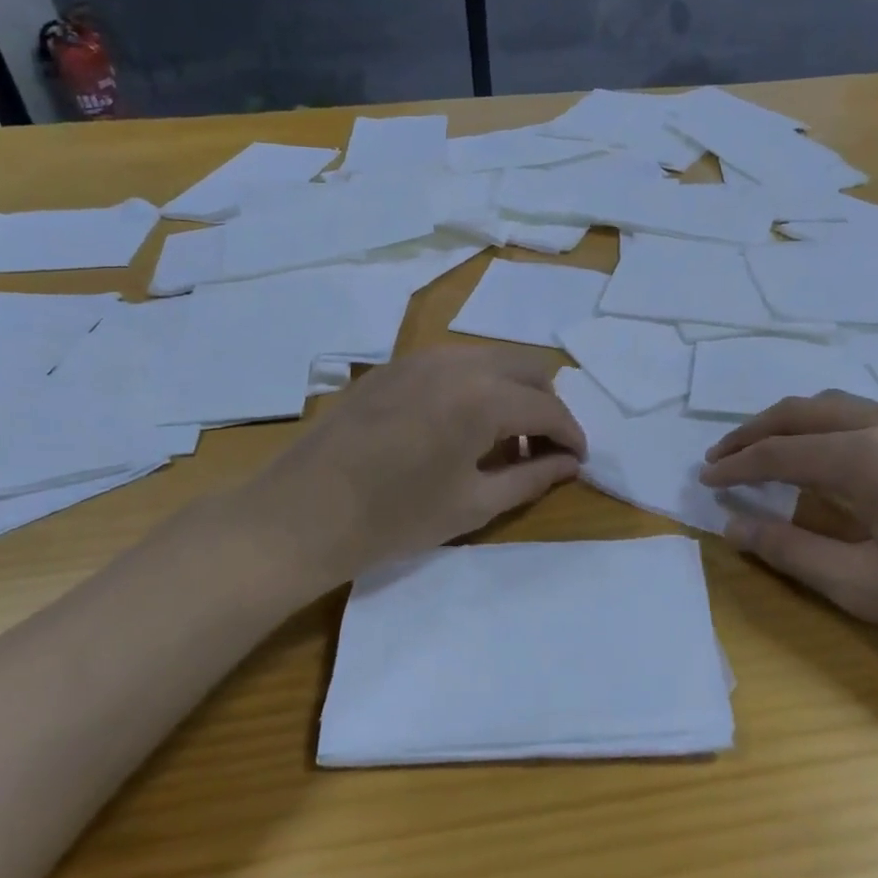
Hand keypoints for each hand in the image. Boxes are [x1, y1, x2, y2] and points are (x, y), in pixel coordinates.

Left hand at [224, 347, 585, 593]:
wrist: (301, 514)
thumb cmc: (393, 519)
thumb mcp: (473, 504)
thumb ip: (532, 477)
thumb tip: (570, 464)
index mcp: (483, 397)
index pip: (548, 407)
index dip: (571, 435)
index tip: (577, 462)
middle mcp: (457, 362)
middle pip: (527, 368)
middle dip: (546, 406)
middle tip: (541, 451)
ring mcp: (421, 357)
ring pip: (491, 360)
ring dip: (512, 393)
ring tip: (501, 441)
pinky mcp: (394, 364)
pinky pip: (455, 363)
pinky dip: (476, 386)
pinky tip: (460, 426)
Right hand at [700, 392, 877, 672]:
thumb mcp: (867, 588)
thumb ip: (792, 551)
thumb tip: (733, 526)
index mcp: (865, 456)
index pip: (779, 452)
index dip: (735, 465)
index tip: (702, 479)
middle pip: (803, 411)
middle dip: (755, 431)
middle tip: (721, 456)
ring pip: (839, 406)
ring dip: (794, 425)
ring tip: (767, 453)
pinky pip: (870, 416)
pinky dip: (832, 428)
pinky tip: (833, 458)